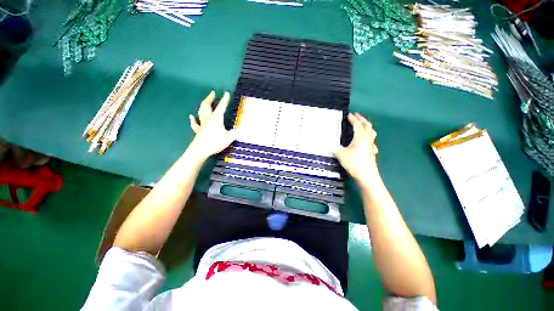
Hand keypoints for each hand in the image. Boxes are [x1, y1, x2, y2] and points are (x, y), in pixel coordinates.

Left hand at [188, 90, 236, 159]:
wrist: (200, 150)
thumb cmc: (215, 142)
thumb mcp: (229, 138)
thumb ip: (236, 132)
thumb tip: (241, 128)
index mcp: (216, 118)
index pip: (221, 106)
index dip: (224, 99)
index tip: (226, 92)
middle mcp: (208, 118)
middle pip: (207, 105)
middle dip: (210, 98)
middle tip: (212, 93)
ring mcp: (202, 124)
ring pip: (201, 111)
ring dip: (203, 105)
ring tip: (205, 100)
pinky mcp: (198, 131)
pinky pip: (195, 123)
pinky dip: (193, 119)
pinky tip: (191, 117)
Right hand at [336, 113, 378, 182]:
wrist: (367, 176)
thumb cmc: (354, 163)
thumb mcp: (340, 154)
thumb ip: (333, 147)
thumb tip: (326, 142)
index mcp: (360, 137)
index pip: (357, 125)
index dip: (353, 119)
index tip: (349, 114)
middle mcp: (367, 139)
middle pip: (367, 126)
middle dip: (362, 119)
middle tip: (357, 115)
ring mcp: (371, 146)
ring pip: (372, 133)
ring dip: (367, 127)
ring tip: (363, 125)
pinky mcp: (372, 152)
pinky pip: (372, 142)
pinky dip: (369, 138)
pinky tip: (368, 142)